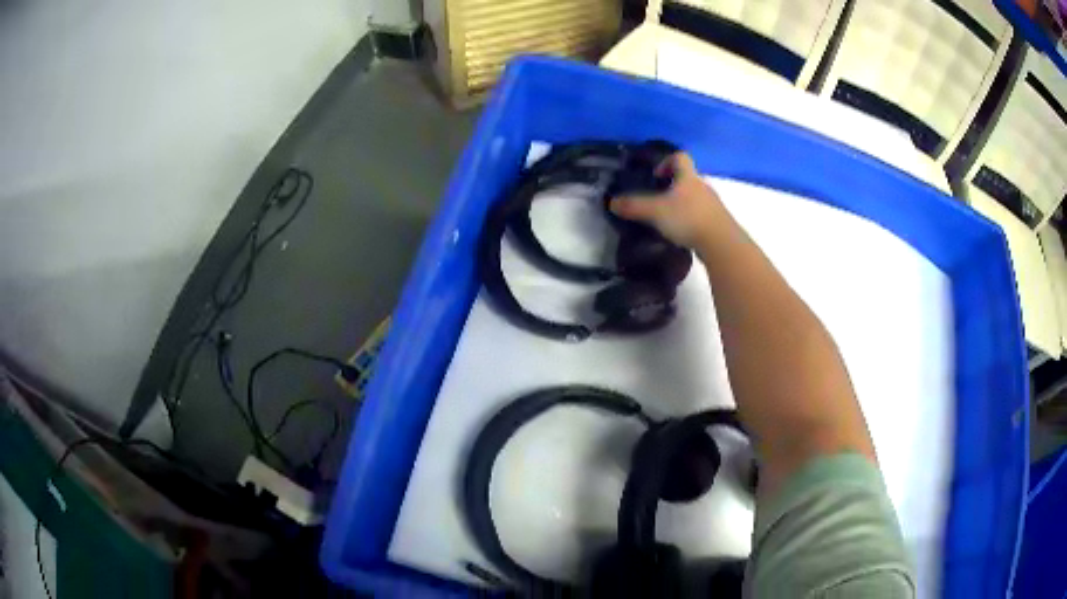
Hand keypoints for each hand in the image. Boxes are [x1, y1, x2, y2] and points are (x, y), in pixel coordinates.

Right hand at [609, 152, 725, 247]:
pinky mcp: (718, 222)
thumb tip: (612, 202)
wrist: (722, 244)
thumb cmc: (688, 219)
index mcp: (688, 177)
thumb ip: (634, 206)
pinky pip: (701, 215)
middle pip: (687, 178)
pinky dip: (690, 220)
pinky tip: (681, 233)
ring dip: (681, 204)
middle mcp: (702, 186)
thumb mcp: (655, 212)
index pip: (680, 157)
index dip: (666, 161)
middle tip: (656, 199)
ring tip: (666, 219)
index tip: (655, 176)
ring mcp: (713, 205)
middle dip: (671, 186)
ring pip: (694, 197)